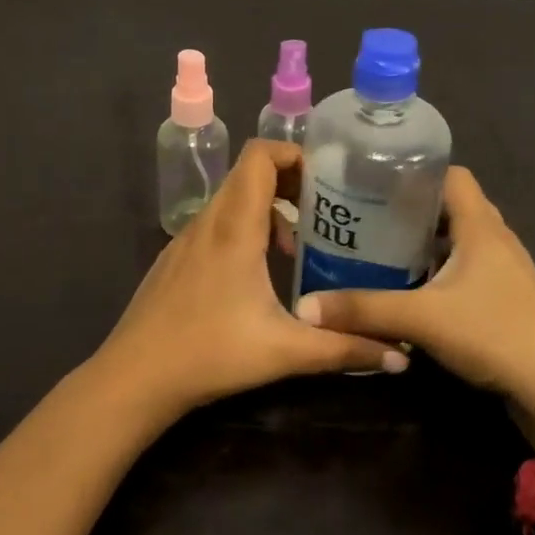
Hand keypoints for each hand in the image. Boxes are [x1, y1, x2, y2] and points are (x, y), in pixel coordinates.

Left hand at [92, 140, 405, 423]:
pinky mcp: (174, 260)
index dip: (293, 154)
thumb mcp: (285, 351)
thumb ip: (344, 349)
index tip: (324, 180)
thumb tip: (402, 358)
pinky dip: (240, 230)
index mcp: (235, 226)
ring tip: (293, 249)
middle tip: (321, 211)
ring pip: (230, 201)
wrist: (133, 379)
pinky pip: (213, 224)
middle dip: (287, 182)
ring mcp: (185, 240)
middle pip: (248, 174)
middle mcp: (208, 222)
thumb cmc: (210, 353)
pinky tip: (254, 276)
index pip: (259, 156)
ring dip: (265, 210)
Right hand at [294, 166, 534, 459]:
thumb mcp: (422, 318)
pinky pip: (467, 270)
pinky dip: (440, 271)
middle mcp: (495, 239)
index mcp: (480, 225)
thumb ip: (364, 310)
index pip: (452, 175)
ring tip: (383, 250)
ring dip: (427, 243)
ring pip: (460, 241)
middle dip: (412, 209)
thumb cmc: (495, 333)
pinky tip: (414, 291)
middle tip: (369, 217)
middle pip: (453, 207)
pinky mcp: (507, 299)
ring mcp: (505, 271)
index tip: (376, 180)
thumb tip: (304, 307)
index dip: (417, 171)